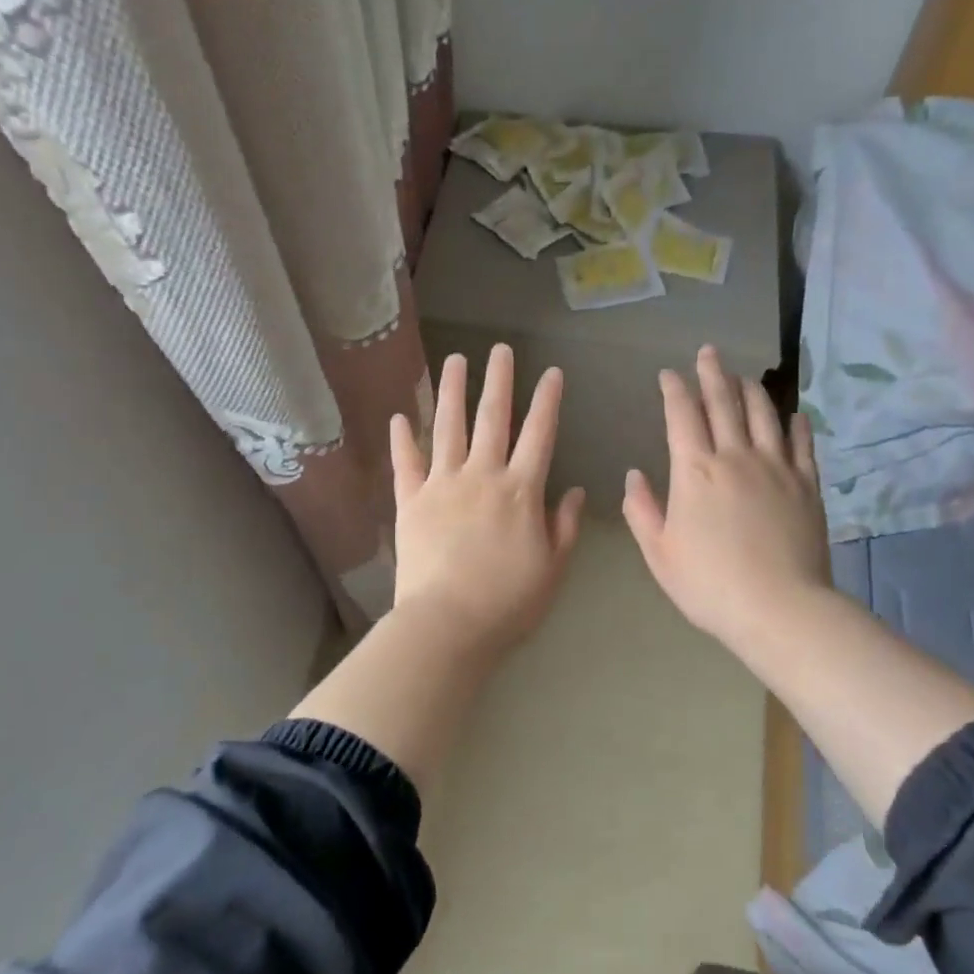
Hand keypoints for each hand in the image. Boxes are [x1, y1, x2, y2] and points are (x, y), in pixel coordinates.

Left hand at [390, 344, 585, 653]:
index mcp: (521, 491)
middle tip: (500, 348)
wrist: (448, 624)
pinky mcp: (410, 501)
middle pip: (492, 418)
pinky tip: (399, 416)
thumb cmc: (508, 602)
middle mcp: (482, 475)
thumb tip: (574, 491)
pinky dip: (402, 439)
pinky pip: (406, 463)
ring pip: (447, 427)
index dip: (547, 401)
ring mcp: (442, 484)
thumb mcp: (553, 568)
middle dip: (499, 380)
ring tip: (454, 360)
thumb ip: (564, 526)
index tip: (551, 372)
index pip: (539, 434)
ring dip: (452, 391)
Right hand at [622, 346, 830, 652]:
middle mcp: (735, 456)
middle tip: (709, 352)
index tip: (668, 374)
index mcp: (694, 470)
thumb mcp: (659, 553)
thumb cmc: (709, 583)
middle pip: (723, 402)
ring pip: (763, 414)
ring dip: (751, 390)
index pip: (682, 415)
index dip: (674, 390)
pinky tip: (794, 415)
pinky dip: (796, 425)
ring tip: (743, 376)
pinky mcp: (807, 485)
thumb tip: (634, 475)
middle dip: (713, 373)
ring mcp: (776, 467)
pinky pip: (802, 444)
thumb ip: (642, 510)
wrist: (779, 608)